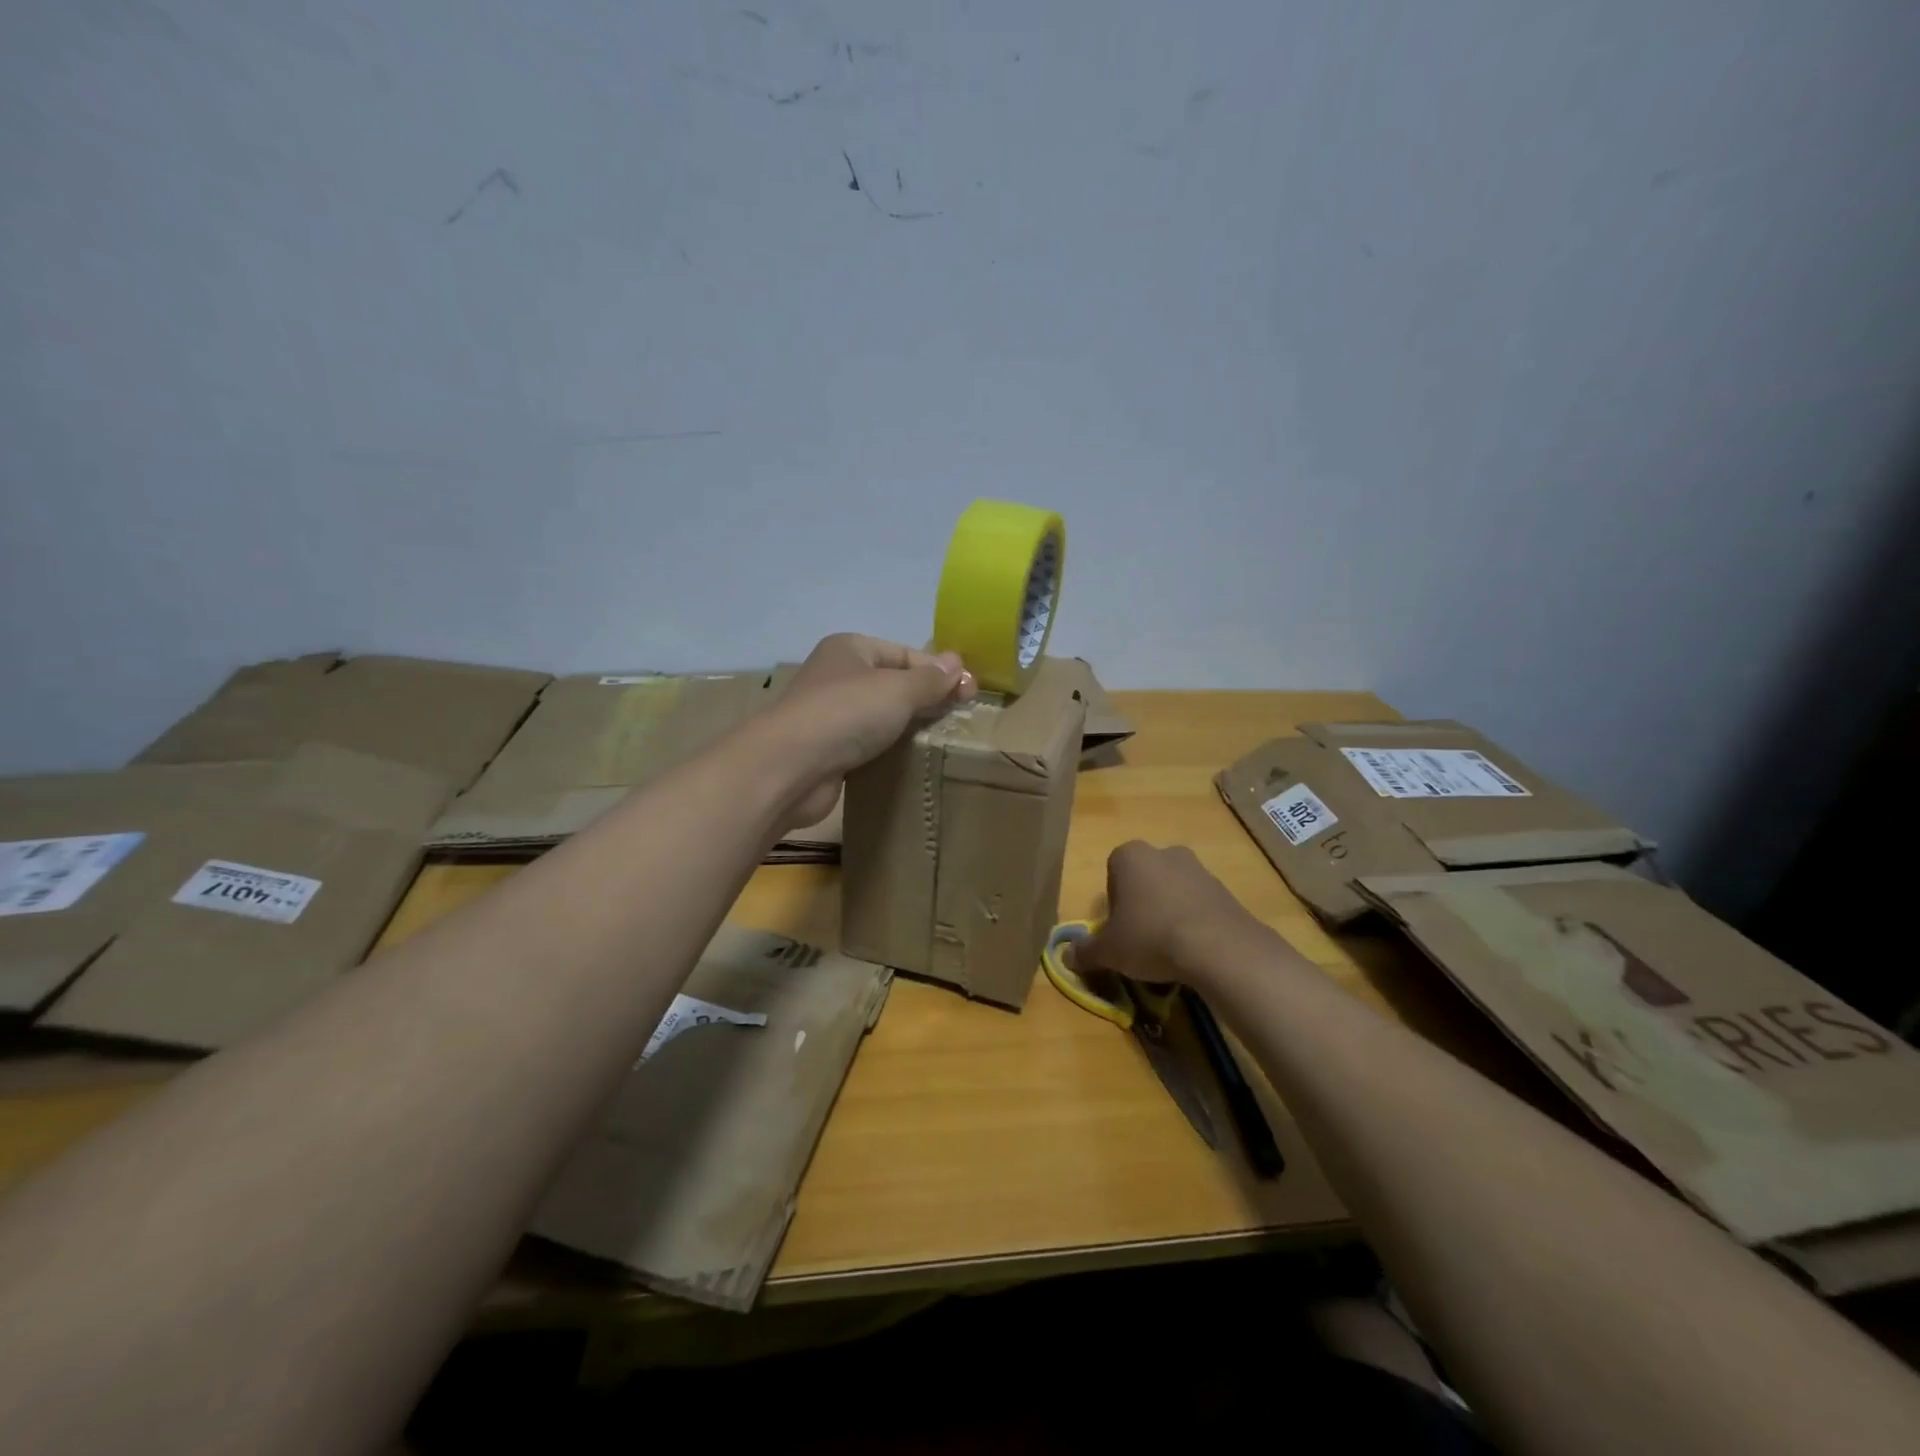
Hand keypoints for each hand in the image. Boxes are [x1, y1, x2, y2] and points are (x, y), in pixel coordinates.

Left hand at [771, 634, 975, 828]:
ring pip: (879, 714)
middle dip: (925, 698)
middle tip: (959, 717)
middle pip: (893, 682)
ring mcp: (828, 713)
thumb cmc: (847, 714)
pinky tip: (907, 758)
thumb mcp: (899, 690)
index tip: (970, 693)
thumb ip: (931, 679)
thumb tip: (957, 663)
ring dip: (906, 725)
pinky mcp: (826, 749)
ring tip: (939, 739)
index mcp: (851, 648)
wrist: (790, 767)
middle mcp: (837, 675)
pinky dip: (886, 748)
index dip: (939, 671)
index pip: (905, 654)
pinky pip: (866, 742)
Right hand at [1070, 841, 1266, 990]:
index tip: (1118, 930)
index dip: (1113, 904)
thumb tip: (1067, 957)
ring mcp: (1198, 868)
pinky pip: (1198, 905)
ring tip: (1169, 949)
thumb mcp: (1108, 950)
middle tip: (1140, 940)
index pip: (1112, 873)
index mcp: (1129, 855)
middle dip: (1141, 905)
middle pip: (1144, 879)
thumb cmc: (1150, 936)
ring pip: (1172, 891)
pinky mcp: (1224, 888)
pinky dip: (1193, 922)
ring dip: (1168, 913)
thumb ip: (1085, 951)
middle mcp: (1163, 852)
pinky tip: (1193, 950)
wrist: (1218, 946)